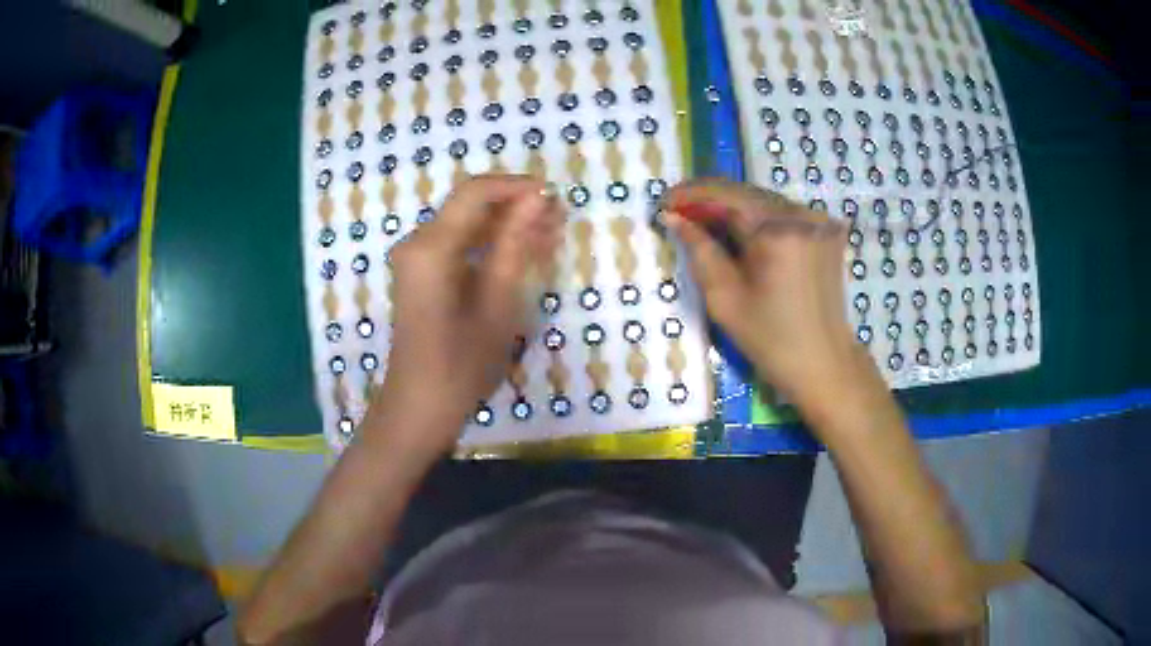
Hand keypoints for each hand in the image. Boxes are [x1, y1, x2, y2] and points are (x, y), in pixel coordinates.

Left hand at [366, 175, 562, 454]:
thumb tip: (539, 198)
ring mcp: (418, 258)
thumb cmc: (461, 364)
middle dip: (516, 207)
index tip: (556, 198)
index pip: (476, 192)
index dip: (517, 187)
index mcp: (431, 247)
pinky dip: (491, 246)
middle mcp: (418, 242)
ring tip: (551, 237)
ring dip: (508, 226)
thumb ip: (515, 245)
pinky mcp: (423, 274)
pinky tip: (524, 255)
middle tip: (560, 221)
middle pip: (471, 205)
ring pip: (469, 224)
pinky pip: (461, 245)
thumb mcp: (498, 304)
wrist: (420, 407)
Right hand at [665, 178, 872, 409]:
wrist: (824, 363)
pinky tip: (739, 236)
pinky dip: (757, 220)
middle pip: (746, 193)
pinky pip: (783, 215)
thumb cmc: (771, 339)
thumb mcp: (724, 298)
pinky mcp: (826, 232)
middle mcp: (802, 215)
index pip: (725, 194)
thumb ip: (699, 250)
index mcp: (777, 230)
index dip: (690, 194)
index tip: (663, 203)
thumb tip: (674, 218)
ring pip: (764, 202)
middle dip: (710, 200)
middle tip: (678, 215)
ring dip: (733, 209)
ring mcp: (819, 221)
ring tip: (704, 226)